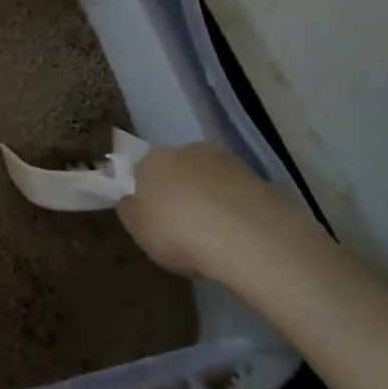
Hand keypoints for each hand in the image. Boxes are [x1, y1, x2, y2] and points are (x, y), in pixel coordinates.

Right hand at [116, 142, 314, 277]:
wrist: (247, 238)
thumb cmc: (179, 233)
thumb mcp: (139, 231)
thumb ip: (130, 211)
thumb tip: (130, 200)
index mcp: (151, 160)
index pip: (142, 171)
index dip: (147, 195)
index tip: (154, 219)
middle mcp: (185, 150)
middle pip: (177, 169)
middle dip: (179, 190)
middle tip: (184, 225)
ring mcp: (225, 160)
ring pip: (209, 178)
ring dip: (210, 197)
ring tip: (216, 233)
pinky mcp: (257, 177)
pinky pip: (236, 192)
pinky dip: (235, 207)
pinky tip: (238, 233)